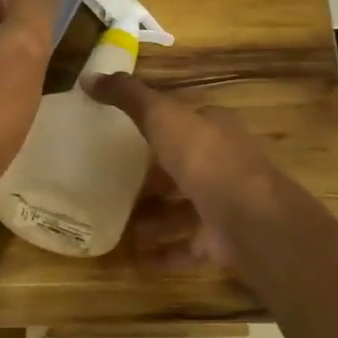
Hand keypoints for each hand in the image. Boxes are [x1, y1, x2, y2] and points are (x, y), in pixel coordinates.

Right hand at [88, 74, 282, 268]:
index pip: (189, 124)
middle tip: (118, 186)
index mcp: (216, 131)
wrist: (248, 216)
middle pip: (187, 169)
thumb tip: (89, 77)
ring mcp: (227, 206)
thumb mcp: (162, 116)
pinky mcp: (225, 242)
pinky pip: (190, 248)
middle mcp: (226, 165)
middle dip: (157, 179)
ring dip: (158, 218)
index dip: (162, 128)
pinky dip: (167, 254)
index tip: (130, 137)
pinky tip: (139, 260)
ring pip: (187, 210)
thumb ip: (128, 97)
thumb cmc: (204, 157)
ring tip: (123, 226)